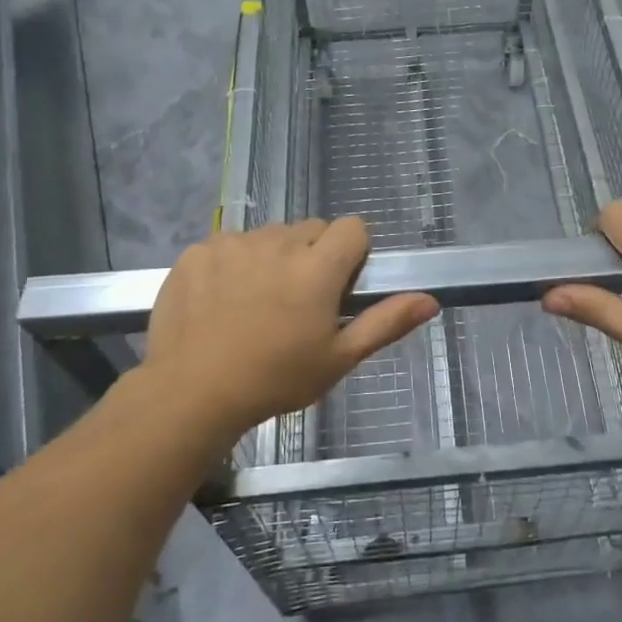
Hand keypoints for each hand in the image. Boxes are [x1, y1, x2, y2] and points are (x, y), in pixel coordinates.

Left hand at [132, 217, 436, 444]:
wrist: (190, 394)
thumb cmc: (274, 380)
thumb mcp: (338, 359)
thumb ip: (386, 322)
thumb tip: (431, 300)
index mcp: (317, 267)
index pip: (353, 227)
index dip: (352, 252)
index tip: (339, 286)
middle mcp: (277, 243)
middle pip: (311, 229)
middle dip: (313, 255)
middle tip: (298, 301)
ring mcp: (233, 243)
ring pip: (269, 236)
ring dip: (272, 257)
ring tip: (256, 303)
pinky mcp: (198, 250)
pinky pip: (228, 243)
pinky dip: (232, 263)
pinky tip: (221, 300)